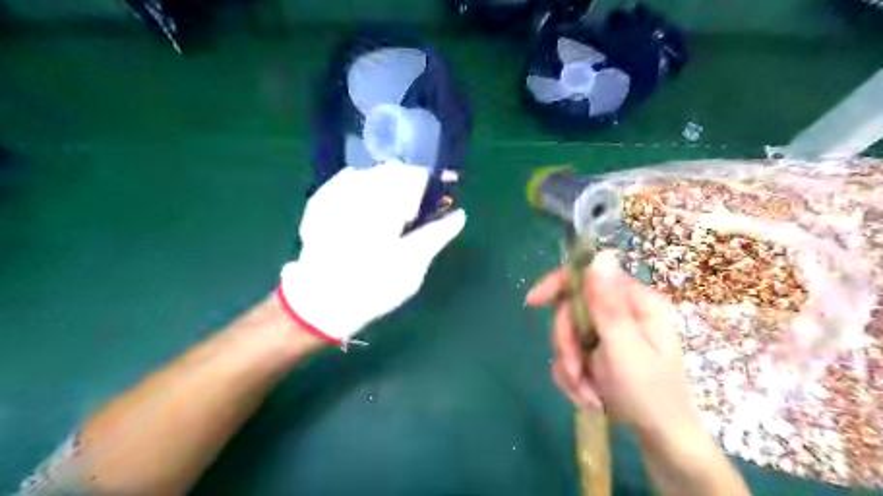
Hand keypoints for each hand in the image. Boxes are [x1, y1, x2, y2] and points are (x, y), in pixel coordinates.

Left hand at [279, 161, 463, 346]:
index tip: (437, 201)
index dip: (431, 183)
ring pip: (370, 175)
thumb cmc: (373, 287)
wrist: (319, 305)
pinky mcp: (319, 204)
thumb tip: (459, 215)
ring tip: (387, 217)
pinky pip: (346, 183)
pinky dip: (361, 191)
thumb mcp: (413, 265)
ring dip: (385, 187)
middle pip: (392, 171)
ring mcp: (335, 194)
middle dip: (407, 186)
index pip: (415, 174)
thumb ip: (436, 234)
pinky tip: (362, 213)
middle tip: (412, 215)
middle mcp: (359, 190)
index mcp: (386, 202)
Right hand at [527, 253, 700, 437]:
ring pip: (568, 334)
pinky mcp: (599, 351)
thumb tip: (599, 256)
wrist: (660, 441)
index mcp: (637, 303)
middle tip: (576, 372)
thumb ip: (607, 305)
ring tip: (587, 394)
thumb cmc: (650, 396)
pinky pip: (570, 354)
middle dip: (567, 343)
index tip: (533, 302)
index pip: (589, 275)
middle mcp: (622, 312)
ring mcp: (609, 333)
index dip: (558, 284)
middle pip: (572, 309)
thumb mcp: (625, 350)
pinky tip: (588, 396)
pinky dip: (573, 376)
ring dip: (570, 366)